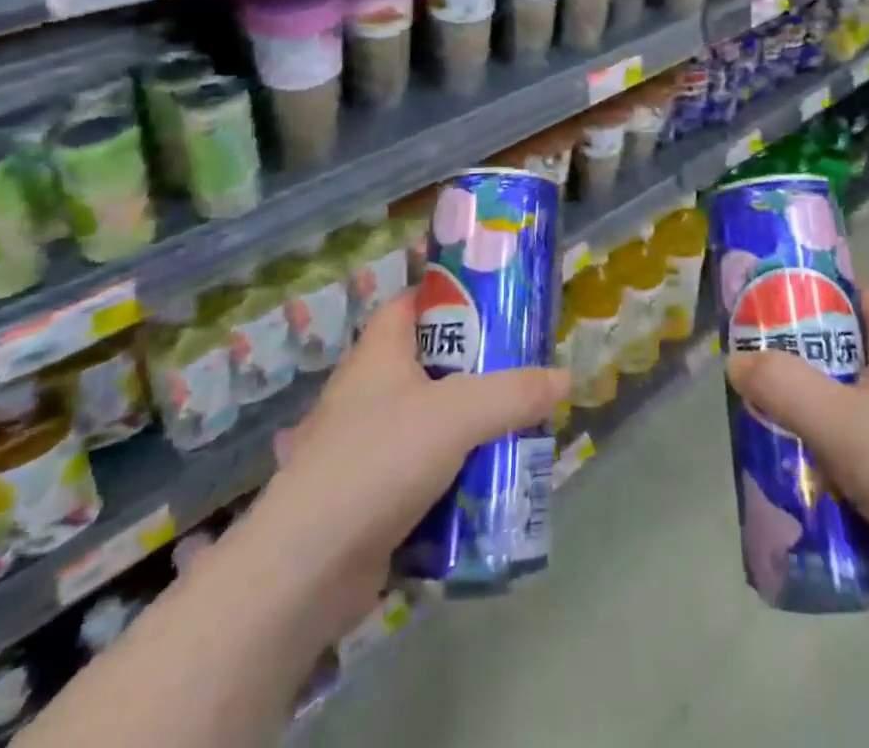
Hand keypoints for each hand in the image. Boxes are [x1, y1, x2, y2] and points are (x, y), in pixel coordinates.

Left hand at [244, 290, 568, 642]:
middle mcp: (369, 391)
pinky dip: (455, 472)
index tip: (500, 303)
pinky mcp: (371, 495)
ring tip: (519, 426)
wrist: (304, 572)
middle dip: (479, 368)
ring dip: (471, 426)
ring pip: (432, 419)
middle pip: (433, 362)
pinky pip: (424, 469)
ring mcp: (367, 446)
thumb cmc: (378, 461)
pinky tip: (490, 482)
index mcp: (379, 353)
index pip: (414, 302)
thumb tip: (564, 378)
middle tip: (525, 370)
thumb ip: (515, 393)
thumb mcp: (458, 415)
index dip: (453, 295)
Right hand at [725, 288, 868, 637]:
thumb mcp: (833, 418)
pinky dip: (843, 464)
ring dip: (823, 418)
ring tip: (780, 432)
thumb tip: (738, 362)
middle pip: (859, 355)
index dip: (835, 294)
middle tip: (770, 375)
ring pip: (861, 410)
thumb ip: (781, 385)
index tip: (792, 307)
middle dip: (814, 363)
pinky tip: (814, 485)